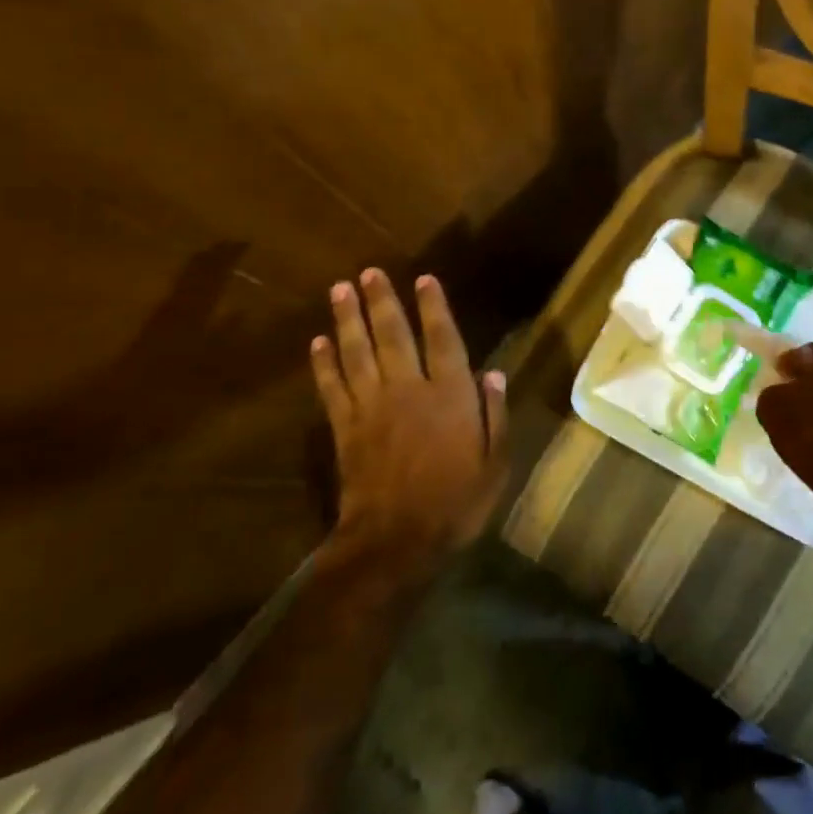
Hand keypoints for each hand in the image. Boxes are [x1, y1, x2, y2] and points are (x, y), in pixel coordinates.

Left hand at [310, 269, 508, 559]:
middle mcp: (409, 390)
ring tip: (340, 289)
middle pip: (393, 335)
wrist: (397, 542)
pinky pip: (332, 387)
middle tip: (369, 272)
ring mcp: (372, 407)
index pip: (442, 339)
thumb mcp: (495, 462)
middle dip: (382, 301)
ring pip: (358, 353)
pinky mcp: (345, 428)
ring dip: (348, 319)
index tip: (424, 279)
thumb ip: (495, 414)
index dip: (434, 307)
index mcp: (449, 395)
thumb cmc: (456, 502)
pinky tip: (317, 341)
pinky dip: (323, 363)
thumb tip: (493, 373)